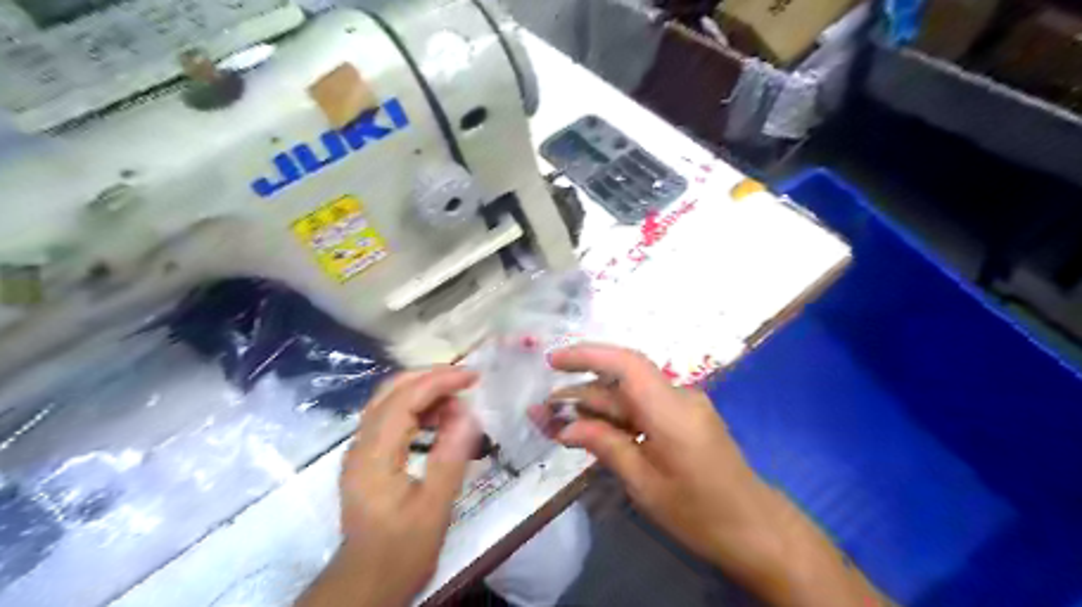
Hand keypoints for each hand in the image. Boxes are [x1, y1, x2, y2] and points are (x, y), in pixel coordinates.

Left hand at [298, 364, 478, 605]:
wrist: (366, 582)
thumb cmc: (402, 549)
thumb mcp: (434, 507)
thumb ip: (451, 457)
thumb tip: (470, 414)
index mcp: (374, 455)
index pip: (405, 398)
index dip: (440, 380)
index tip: (473, 377)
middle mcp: (361, 444)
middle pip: (391, 390)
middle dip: (431, 377)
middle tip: (466, 379)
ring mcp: (360, 449)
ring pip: (388, 400)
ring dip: (424, 390)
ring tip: (458, 399)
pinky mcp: (366, 457)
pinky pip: (390, 416)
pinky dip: (416, 407)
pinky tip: (439, 419)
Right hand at [542, 345, 767, 567]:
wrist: (755, 528)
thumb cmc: (700, 513)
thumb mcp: (645, 484)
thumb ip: (605, 446)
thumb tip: (565, 426)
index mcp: (671, 411)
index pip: (626, 364)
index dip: (587, 355)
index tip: (553, 362)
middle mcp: (678, 397)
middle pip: (621, 383)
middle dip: (580, 393)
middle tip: (543, 410)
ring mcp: (684, 406)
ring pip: (630, 396)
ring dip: (594, 407)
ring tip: (557, 422)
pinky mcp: (685, 418)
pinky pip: (643, 408)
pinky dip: (615, 417)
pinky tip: (591, 430)